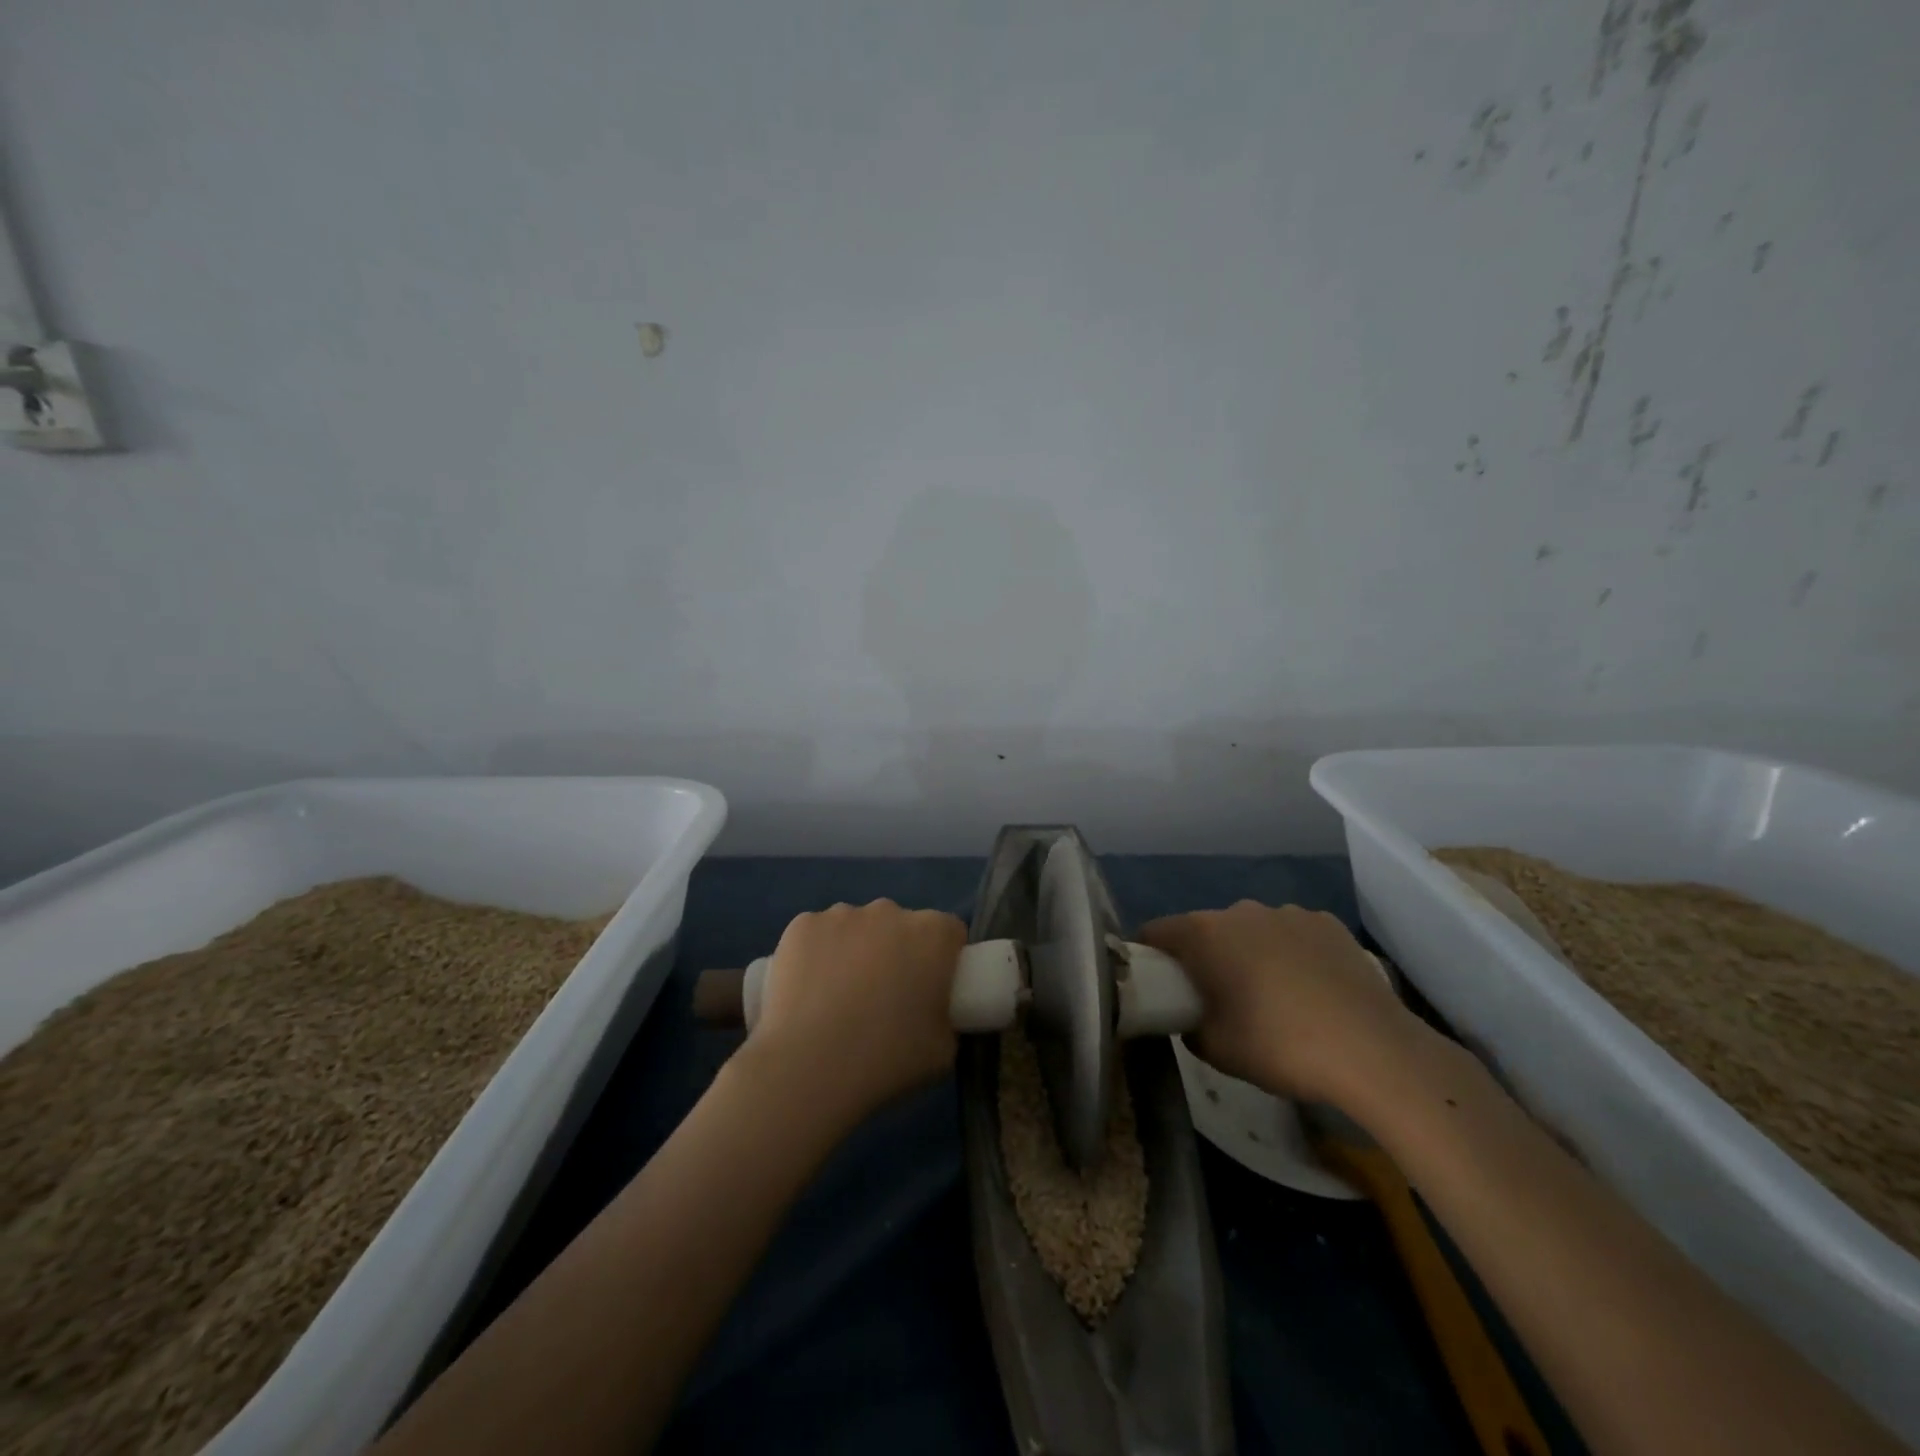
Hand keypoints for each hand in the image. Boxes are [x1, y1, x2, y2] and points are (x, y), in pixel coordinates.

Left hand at [743, 900, 966, 1132]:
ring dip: (856, 950)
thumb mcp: (943, 1050)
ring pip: (857, 927)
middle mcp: (890, 911)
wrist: (808, 1066)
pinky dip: (817, 954)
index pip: (949, 933)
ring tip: (838, 999)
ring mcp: (842, 914)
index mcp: (932, 934)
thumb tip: (932, 1012)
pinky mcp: (802, 925)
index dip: (943, 960)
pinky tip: (807, 991)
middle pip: (901, 926)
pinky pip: (818, 934)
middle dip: (897, 952)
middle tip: (883, 999)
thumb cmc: (886, 1058)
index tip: (930, 991)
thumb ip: (946, 1018)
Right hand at [1139, 901, 1420, 1104]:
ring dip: (1250, 953)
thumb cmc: (1279, 1046)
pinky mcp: (1328, 923)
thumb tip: (1191, 1015)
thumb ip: (1189, 1025)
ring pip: (1252, 930)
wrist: (1373, 1051)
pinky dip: (1291, 954)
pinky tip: (1311, 990)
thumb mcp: (1215, 1050)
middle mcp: (1241, 911)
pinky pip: (1293, 935)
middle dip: (1205, 956)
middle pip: (1207, 929)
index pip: (1157, 931)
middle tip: (1217, 997)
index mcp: (1205, 933)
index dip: (1149, 955)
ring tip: (1273, 996)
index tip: (1158, 983)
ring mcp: (1289, 912)